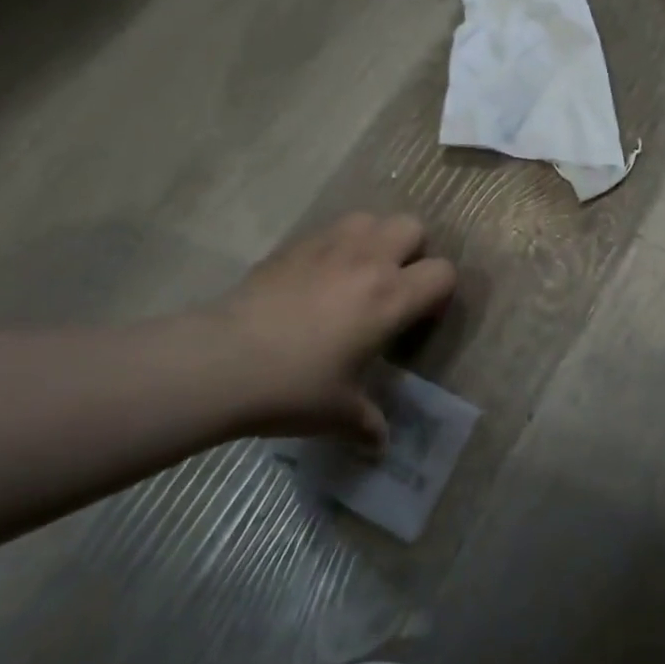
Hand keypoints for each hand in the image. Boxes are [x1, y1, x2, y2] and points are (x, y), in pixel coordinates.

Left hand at [166, 214, 456, 448]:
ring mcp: (329, 245)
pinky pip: (330, 230)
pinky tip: (316, 279)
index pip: (443, 272)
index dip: (440, 293)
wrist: (221, 361)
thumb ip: (368, 424)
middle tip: (393, 288)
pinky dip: (336, 246)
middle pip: (413, 227)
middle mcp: (368, 260)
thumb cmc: (292, 387)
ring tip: (357, 274)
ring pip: (371, 219)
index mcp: (391, 297)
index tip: (419, 319)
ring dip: (374, 240)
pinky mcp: (294, 244)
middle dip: (413, 252)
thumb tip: (380, 444)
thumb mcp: (338, 414)